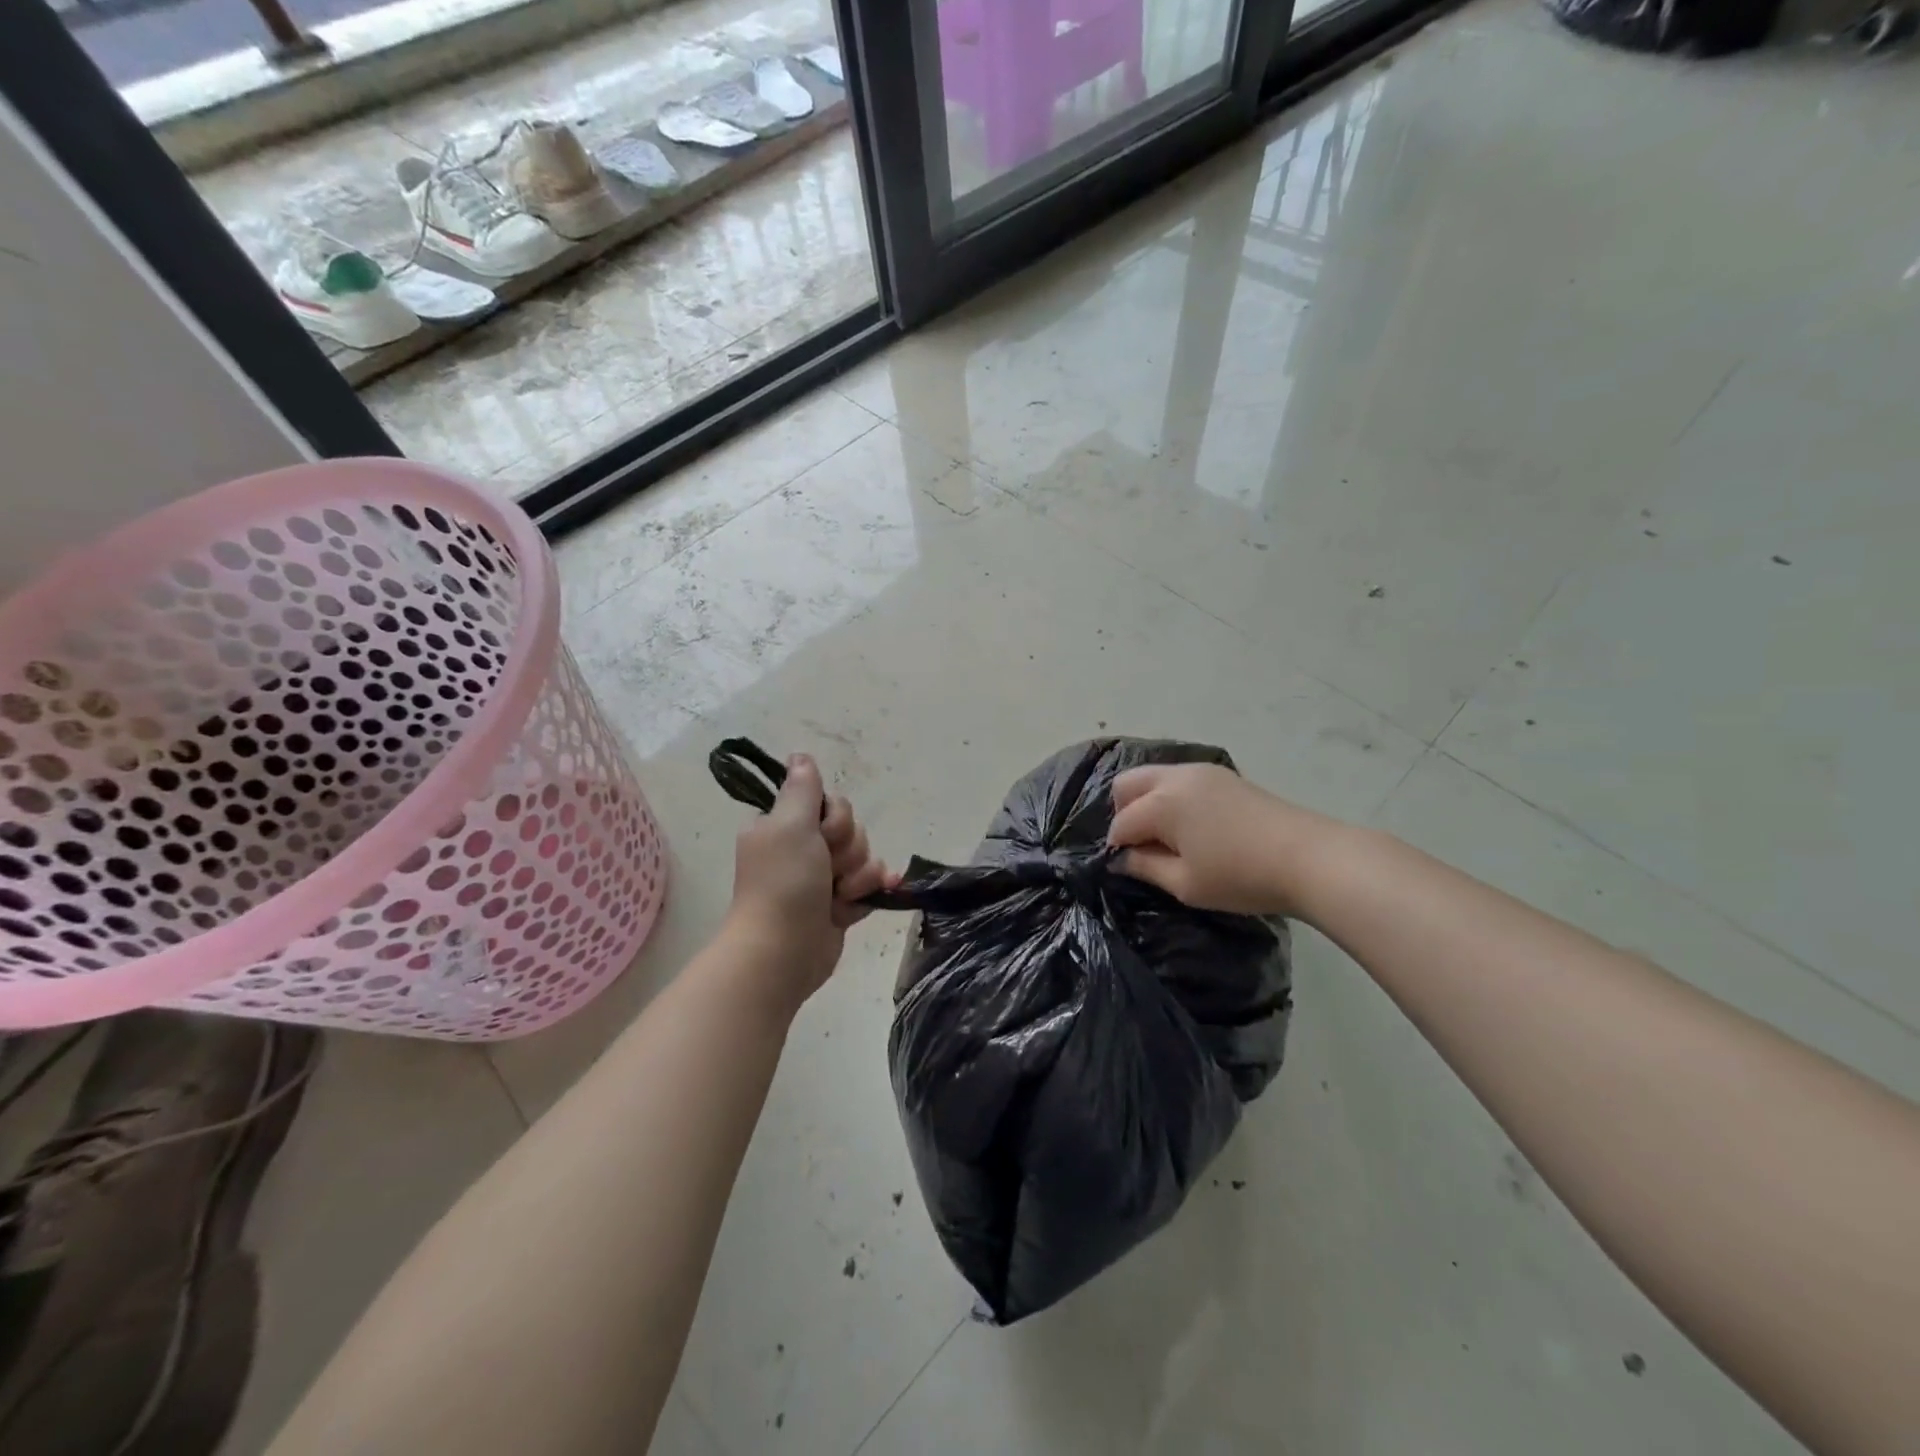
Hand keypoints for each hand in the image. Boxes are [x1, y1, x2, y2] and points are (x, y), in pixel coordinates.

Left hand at [723, 755, 890, 1012]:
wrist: (784, 952)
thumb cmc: (784, 884)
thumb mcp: (789, 825)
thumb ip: (801, 788)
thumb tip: (800, 756)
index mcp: (783, 825)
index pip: (828, 802)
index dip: (835, 818)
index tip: (822, 835)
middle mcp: (801, 847)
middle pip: (850, 828)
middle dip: (848, 849)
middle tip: (827, 869)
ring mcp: (821, 878)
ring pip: (863, 856)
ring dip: (858, 875)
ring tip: (840, 896)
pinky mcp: (838, 904)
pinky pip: (868, 884)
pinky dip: (872, 889)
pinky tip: (881, 892)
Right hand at [1107, 762, 1336, 917]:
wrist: (1309, 858)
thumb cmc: (1241, 876)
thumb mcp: (1185, 884)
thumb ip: (1145, 868)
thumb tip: (1121, 859)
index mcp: (1161, 802)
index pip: (1121, 822)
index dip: (1117, 847)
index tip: (1127, 868)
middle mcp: (1175, 777)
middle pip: (1127, 784)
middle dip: (1123, 813)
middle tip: (1141, 846)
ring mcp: (1201, 772)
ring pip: (1153, 776)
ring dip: (1147, 802)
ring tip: (1166, 837)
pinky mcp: (1223, 775)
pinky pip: (1179, 778)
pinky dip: (1171, 796)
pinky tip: (1191, 826)